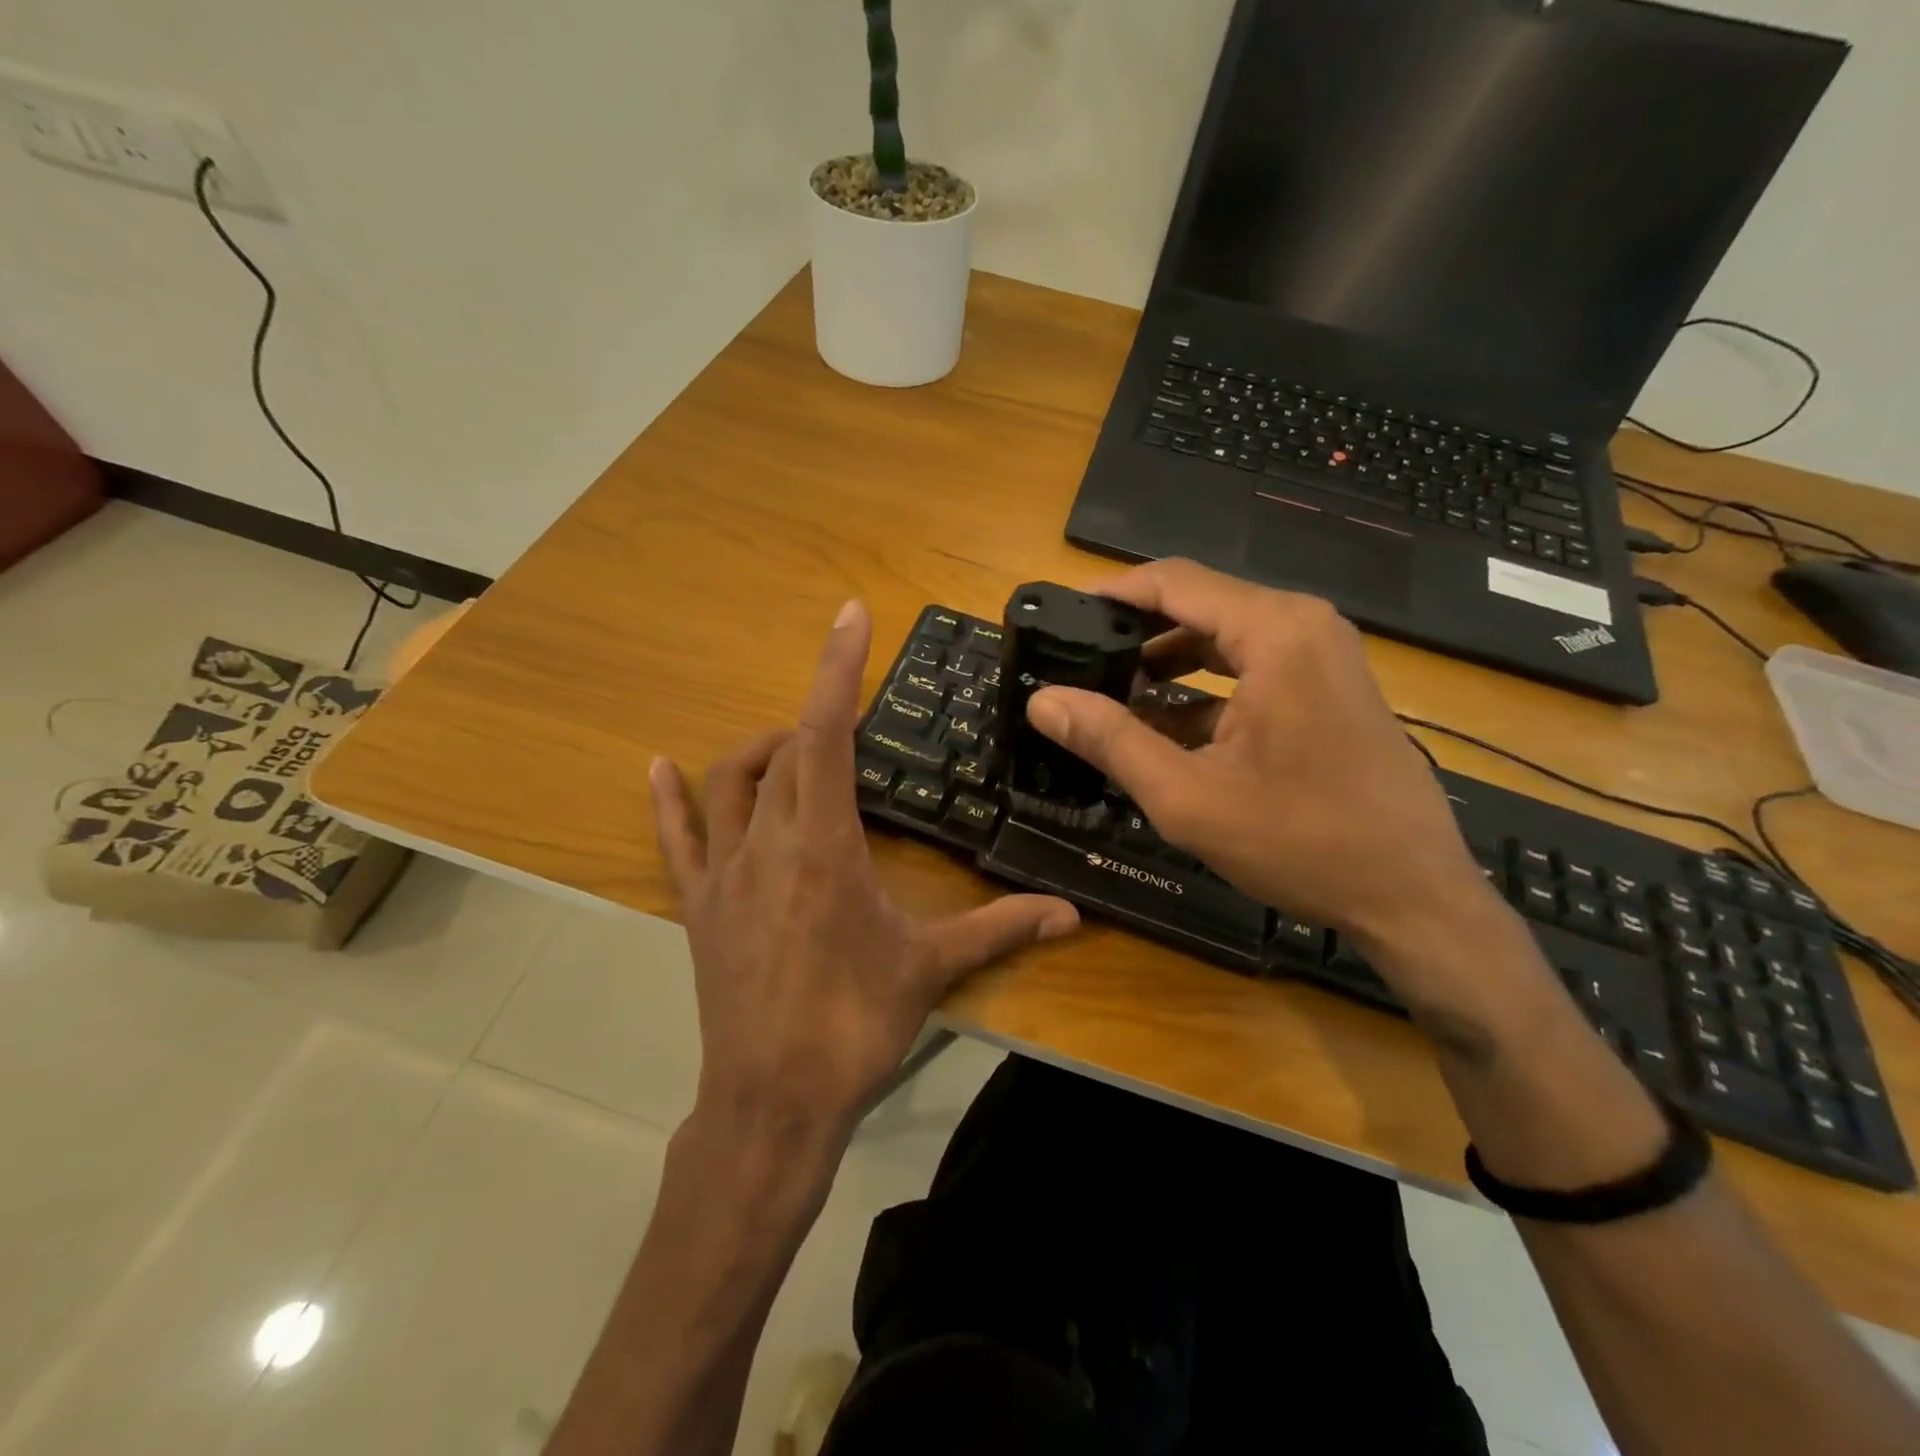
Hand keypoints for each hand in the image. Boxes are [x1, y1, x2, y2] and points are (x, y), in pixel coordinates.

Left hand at [650, 600, 1078, 1143]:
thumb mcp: (930, 968)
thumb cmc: (853, 1026)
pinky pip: (677, 839)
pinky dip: (668, 799)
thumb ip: (1000, 929)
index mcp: (824, 844)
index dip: (838, 669)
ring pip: (730, 782)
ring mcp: (724, 871)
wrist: (773, 1101)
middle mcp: (767, 841)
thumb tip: (1071, 914)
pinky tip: (659, 767)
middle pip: (785, 753)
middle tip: (853, 727)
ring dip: (762, 751)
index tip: (851, 616)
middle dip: (818, 723)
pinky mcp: (699, 905)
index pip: (828, 733)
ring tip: (792, 748)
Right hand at [1025, 559, 1512, 1004]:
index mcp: (1275, 632)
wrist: (1413, 896)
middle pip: (1198, 606)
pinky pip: (1250, 669)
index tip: (1061, 615)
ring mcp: (1322, 656)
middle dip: (1133, 634)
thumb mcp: (1188, 796)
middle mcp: (1303, 626)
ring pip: (1222, 639)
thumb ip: (1110, 740)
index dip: (1111, 594)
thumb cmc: (1302, 842)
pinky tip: (1160, 728)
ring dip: (1165, 664)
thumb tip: (1043, 702)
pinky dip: (1202, 690)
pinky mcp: (1328, 688)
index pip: (1174, 582)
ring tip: (1108, 697)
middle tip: (1075, 663)